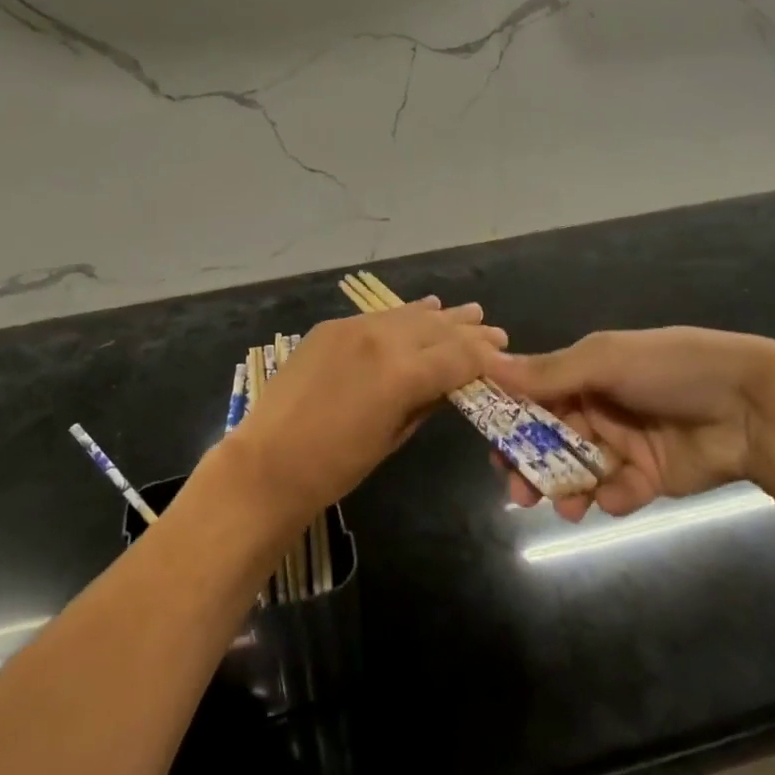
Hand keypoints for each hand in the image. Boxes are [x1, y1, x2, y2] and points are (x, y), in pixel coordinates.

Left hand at [227, 297, 507, 521]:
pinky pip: (379, 315)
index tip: (505, 355)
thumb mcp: (393, 437)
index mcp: (402, 374)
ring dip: (441, 316)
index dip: (486, 356)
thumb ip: (426, 402)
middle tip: (495, 331)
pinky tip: (423, 308)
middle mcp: (382, 339)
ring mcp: (354, 328)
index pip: (459, 356)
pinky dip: (405, 313)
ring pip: (409, 315)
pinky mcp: (332, 327)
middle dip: (469, 331)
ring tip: (469, 312)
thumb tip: (451, 384)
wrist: (269, 461)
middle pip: (437, 329)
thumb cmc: (336, 467)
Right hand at [489, 327, 774, 521]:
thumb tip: (489, 365)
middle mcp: (597, 406)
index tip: (489, 443)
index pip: (533, 396)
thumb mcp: (606, 360)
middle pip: (549, 439)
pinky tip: (614, 497)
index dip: (509, 419)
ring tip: (563, 507)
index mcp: (584, 372)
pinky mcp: (648, 477)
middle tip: (517, 491)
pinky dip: (610, 496)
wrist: (751, 406)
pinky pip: (616, 491)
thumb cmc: (670, 369)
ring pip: (577, 470)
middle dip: (530, 464)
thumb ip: (550, 372)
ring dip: (564, 488)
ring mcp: (622, 443)